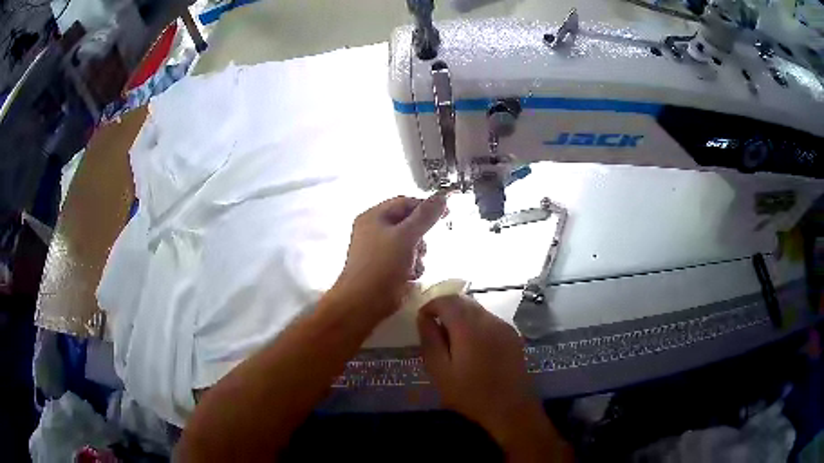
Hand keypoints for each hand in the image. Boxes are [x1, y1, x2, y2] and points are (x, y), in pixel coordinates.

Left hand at [330, 193, 446, 319]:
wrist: (363, 303)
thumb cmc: (382, 265)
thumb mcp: (407, 236)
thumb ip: (425, 216)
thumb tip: (442, 196)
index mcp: (373, 216)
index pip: (404, 202)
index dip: (425, 207)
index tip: (446, 215)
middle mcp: (373, 230)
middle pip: (408, 224)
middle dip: (420, 237)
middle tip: (422, 248)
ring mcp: (377, 250)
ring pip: (409, 243)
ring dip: (418, 254)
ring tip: (415, 266)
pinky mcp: (383, 268)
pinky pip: (404, 259)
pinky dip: (411, 266)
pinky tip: (411, 276)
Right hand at [418, 296, 570, 460]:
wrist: (511, 408)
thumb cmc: (470, 393)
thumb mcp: (440, 371)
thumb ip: (430, 340)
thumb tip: (423, 318)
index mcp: (469, 327)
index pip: (446, 300)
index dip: (430, 305)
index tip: (422, 320)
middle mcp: (489, 319)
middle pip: (463, 301)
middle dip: (445, 308)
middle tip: (434, 329)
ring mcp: (504, 326)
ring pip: (477, 310)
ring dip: (461, 316)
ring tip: (452, 339)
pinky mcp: (513, 335)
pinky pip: (489, 320)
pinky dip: (475, 324)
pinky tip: (472, 347)